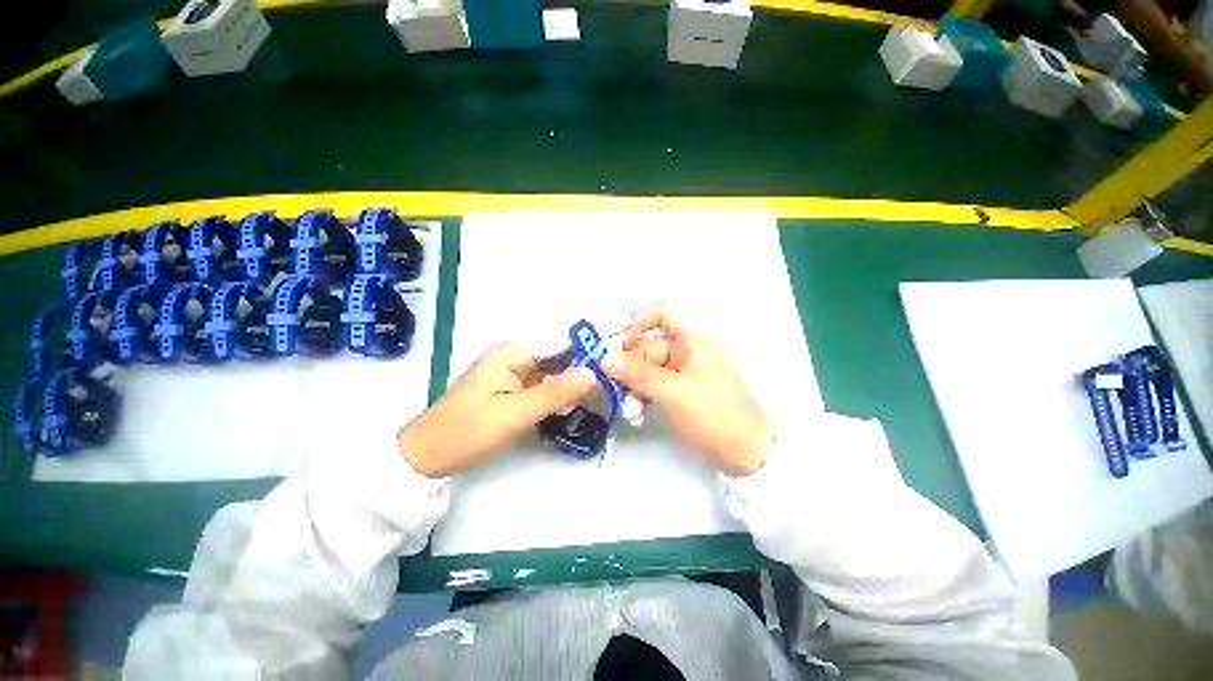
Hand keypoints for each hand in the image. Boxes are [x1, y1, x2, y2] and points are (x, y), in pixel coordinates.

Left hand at [398, 342, 595, 477]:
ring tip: (597, 400)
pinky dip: (557, 396)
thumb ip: (555, 393)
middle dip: (581, 374)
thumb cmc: (467, 431)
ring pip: (553, 374)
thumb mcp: (515, 414)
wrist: (427, 456)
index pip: (561, 345)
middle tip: (607, 392)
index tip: (610, 372)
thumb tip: (593, 373)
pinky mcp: (513, 388)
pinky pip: (543, 386)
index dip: (586, 356)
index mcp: (513, 352)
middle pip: (559, 359)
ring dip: (571, 387)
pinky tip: (571, 407)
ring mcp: (514, 372)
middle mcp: (515, 356)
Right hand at [601, 306, 770, 475]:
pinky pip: (655, 386)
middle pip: (649, 347)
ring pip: (649, 369)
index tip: (620, 346)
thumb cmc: (713, 414)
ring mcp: (684, 374)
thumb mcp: (673, 391)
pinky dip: (644, 397)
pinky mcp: (681, 393)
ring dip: (635, 386)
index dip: (639, 325)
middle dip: (630, 367)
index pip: (663, 316)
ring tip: (629, 409)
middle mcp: (687, 352)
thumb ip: (638, 373)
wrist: (746, 453)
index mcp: (693, 341)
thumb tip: (605, 358)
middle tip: (612, 386)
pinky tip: (638, 414)